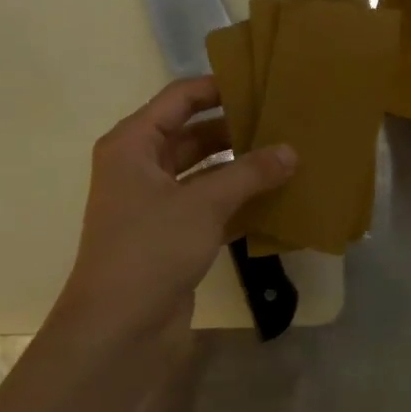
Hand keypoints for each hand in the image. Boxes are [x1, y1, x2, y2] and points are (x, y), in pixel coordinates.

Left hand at [55, 77, 295, 341]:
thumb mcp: (203, 204)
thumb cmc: (151, 250)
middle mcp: (140, 167)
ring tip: (287, 154)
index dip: (217, 86)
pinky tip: (275, 198)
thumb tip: (291, 151)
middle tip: (283, 119)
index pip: (178, 99)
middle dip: (235, 128)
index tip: (260, 81)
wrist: (119, 330)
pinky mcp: (171, 236)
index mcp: (133, 145)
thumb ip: (249, 173)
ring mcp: (155, 204)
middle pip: (192, 133)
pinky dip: (237, 201)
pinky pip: (209, 205)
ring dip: (240, 166)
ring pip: (204, 171)